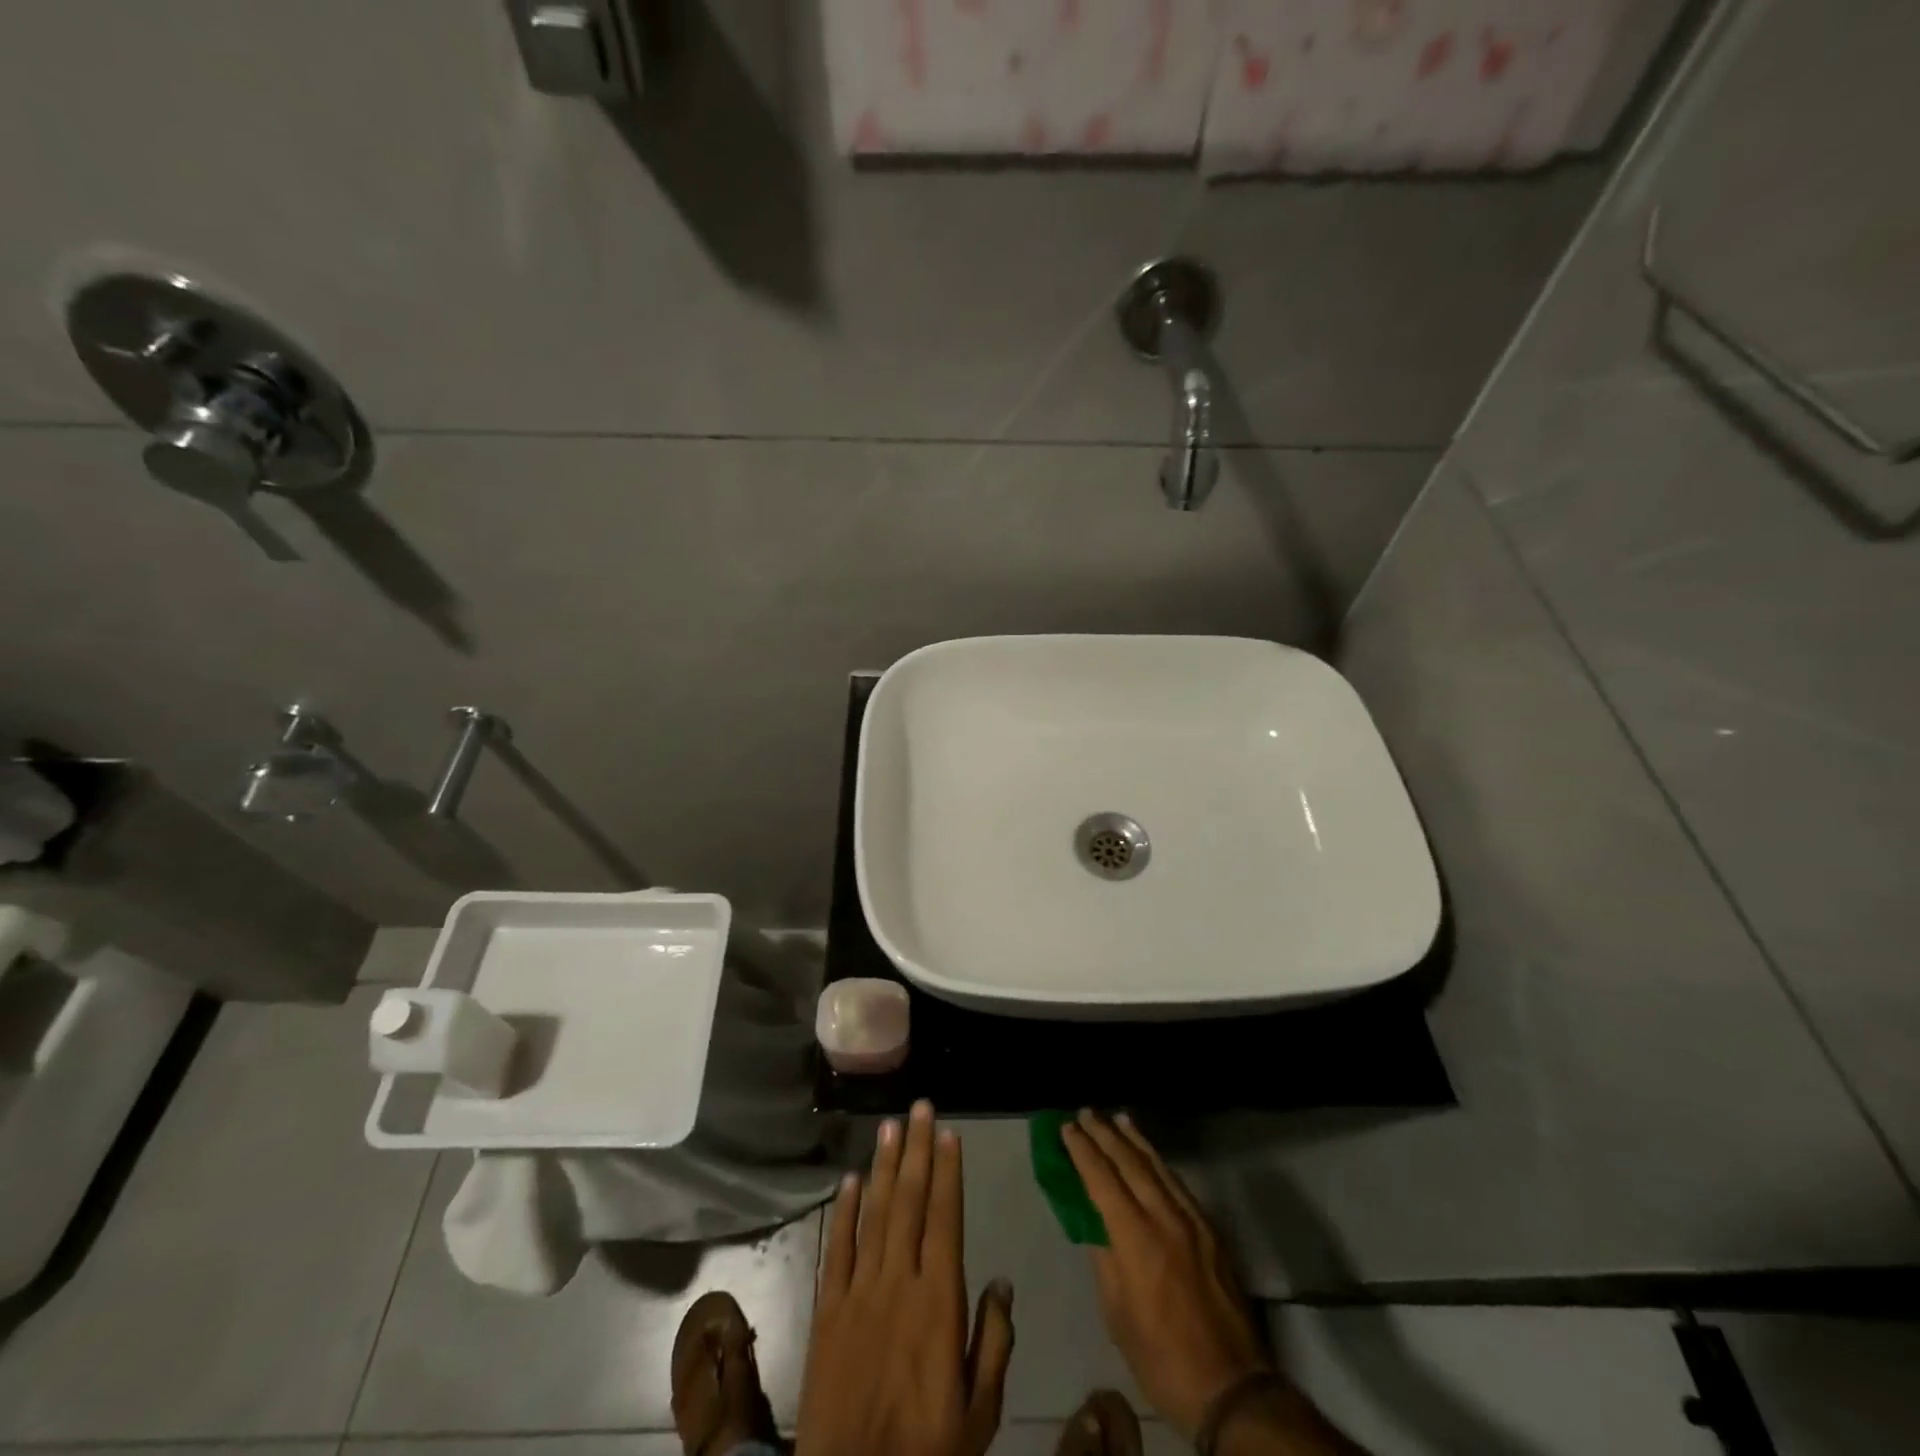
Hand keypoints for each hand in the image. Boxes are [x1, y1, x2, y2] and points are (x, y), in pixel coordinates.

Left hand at [796, 1102, 1014, 1455]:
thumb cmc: (927, 1449)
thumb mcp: (979, 1411)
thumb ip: (993, 1342)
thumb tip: (1002, 1282)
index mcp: (939, 1301)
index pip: (945, 1219)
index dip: (948, 1173)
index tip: (949, 1133)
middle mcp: (899, 1282)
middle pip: (909, 1202)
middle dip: (916, 1150)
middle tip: (920, 1107)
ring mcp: (859, 1292)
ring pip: (874, 1214)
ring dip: (883, 1166)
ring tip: (890, 1125)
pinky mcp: (828, 1309)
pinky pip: (837, 1249)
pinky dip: (844, 1211)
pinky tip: (850, 1179)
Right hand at [1062, 1111, 1268, 1438]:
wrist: (1230, 1387)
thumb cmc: (1160, 1357)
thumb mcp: (1116, 1313)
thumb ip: (1104, 1258)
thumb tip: (1095, 1222)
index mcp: (1135, 1238)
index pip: (1101, 1179)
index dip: (1082, 1151)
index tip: (1067, 1127)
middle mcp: (1164, 1217)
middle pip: (1129, 1162)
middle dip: (1105, 1134)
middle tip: (1086, 1112)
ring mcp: (1192, 1221)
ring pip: (1158, 1166)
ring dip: (1135, 1140)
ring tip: (1118, 1118)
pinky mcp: (1210, 1231)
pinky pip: (1178, 1184)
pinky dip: (1159, 1162)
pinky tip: (1151, 1156)